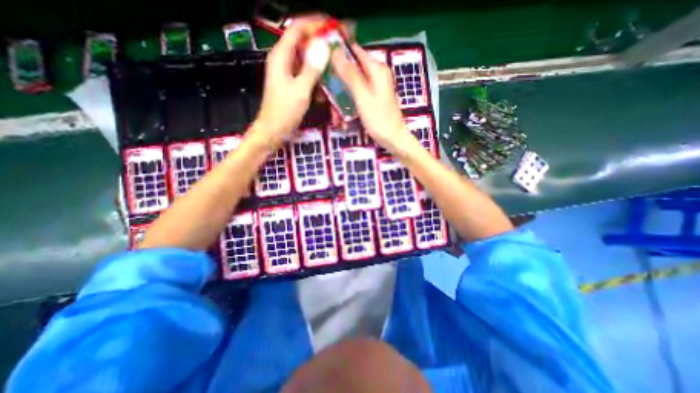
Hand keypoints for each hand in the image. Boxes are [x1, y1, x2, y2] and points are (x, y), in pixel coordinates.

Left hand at [253, 21, 325, 145]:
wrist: (274, 130)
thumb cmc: (285, 111)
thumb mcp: (300, 90)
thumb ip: (312, 68)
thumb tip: (324, 47)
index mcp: (281, 56)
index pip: (297, 29)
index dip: (314, 24)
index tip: (332, 27)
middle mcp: (283, 60)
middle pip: (302, 42)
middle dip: (319, 41)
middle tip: (337, 45)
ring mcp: (287, 72)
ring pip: (305, 58)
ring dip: (320, 59)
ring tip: (335, 61)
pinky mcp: (292, 83)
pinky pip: (305, 72)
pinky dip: (316, 74)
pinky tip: (326, 80)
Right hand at [332, 44, 410, 152]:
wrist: (393, 139)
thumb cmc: (379, 118)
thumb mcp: (362, 96)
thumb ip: (350, 74)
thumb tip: (335, 51)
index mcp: (376, 69)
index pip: (354, 51)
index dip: (337, 54)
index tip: (323, 64)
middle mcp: (376, 75)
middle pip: (351, 71)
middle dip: (337, 85)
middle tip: (327, 99)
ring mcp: (375, 88)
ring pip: (351, 87)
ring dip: (341, 101)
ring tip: (336, 118)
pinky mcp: (373, 100)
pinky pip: (357, 98)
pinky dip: (349, 107)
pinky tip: (344, 121)